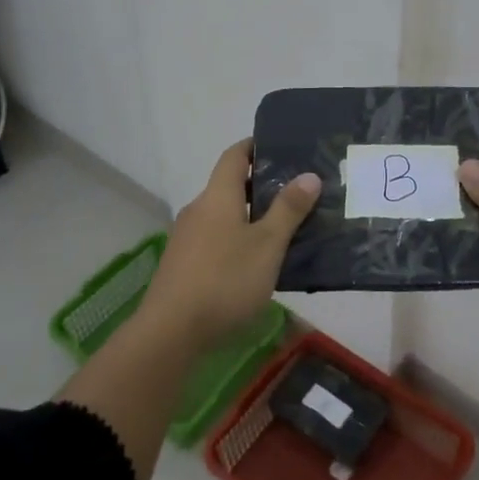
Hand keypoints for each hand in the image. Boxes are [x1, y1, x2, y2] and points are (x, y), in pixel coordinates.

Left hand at [141, 140, 320, 351]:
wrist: (170, 333)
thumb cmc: (224, 280)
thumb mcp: (267, 245)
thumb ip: (288, 209)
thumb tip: (309, 174)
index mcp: (218, 196)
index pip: (235, 155)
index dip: (255, 146)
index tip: (282, 147)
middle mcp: (199, 209)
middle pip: (229, 186)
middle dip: (260, 186)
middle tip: (296, 192)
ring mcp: (187, 238)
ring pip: (223, 215)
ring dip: (249, 216)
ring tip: (283, 229)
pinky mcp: (183, 265)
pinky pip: (215, 240)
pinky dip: (236, 240)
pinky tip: (256, 263)